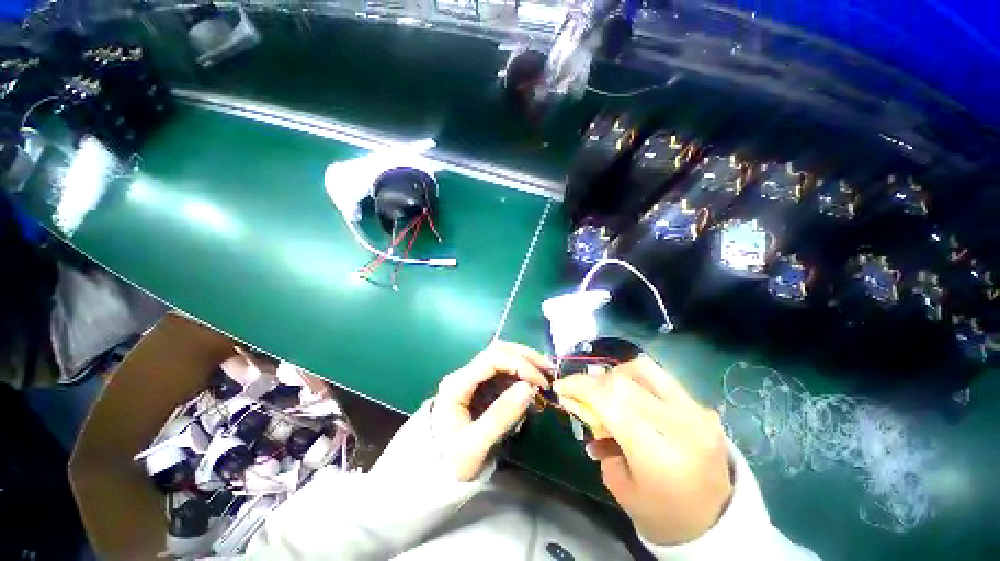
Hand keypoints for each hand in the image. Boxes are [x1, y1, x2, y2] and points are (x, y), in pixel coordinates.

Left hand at [432, 341, 551, 481]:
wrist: (438, 470)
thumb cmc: (453, 461)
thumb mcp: (475, 446)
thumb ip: (501, 417)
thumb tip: (529, 387)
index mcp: (457, 384)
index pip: (490, 359)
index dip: (518, 364)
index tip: (540, 381)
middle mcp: (464, 373)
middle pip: (497, 350)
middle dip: (525, 357)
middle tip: (549, 372)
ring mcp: (473, 376)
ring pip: (502, 355)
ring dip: (525, 361)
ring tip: (546, 374)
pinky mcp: (482, 384)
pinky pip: (505, 369)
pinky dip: (522, 371)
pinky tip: (534, 381)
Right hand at [553, 356, 732, 545]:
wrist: (716, 523)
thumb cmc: (661, 514)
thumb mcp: (618, 483)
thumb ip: (599, 438)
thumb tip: (583, 406)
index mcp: (658, 453)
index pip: (610, 401)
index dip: (580, 387)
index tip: (561, 386)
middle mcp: (679, 424)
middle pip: (623, 381)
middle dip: (593, 381)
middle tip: (580, 390)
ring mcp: (695, 411)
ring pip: (643, 369)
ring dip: (615, 374)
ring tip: (606, 390)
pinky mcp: (702, 407)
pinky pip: (660, 378)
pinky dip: (636, 379)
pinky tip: (629, 394)